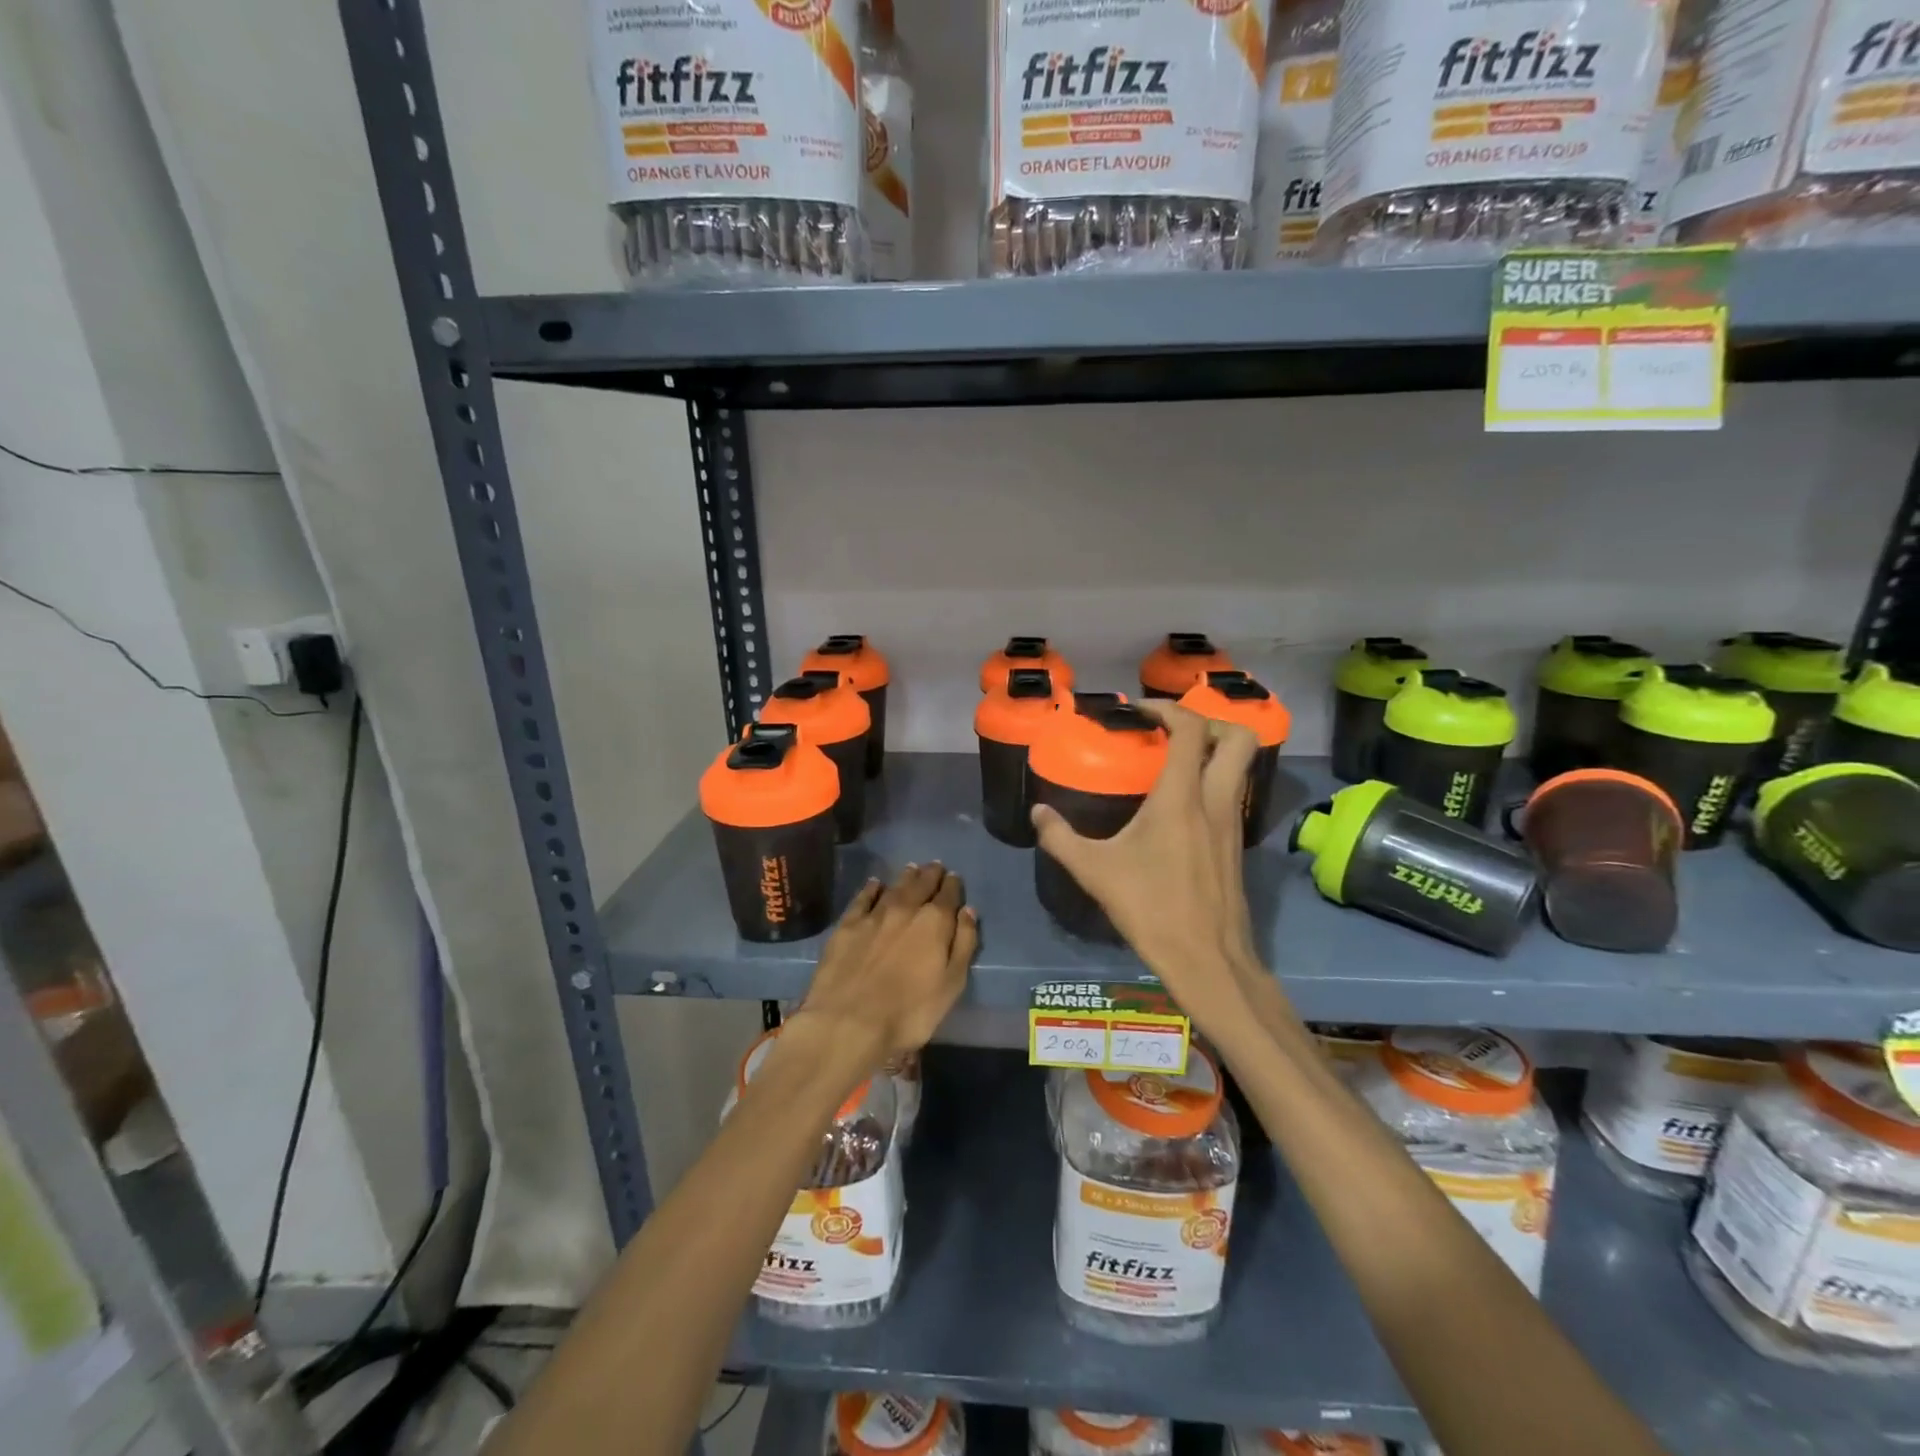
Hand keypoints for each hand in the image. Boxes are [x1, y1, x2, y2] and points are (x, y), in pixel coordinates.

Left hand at [792, 864, 977, 1067]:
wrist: (849, 1021)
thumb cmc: (909, 1012)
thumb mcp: (951, 985)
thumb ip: (963, 944)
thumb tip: (968, 911)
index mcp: (934, 922)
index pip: (948, 895)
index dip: (953, 885)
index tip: (954, 877)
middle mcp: (906, 909)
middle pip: (921, 884)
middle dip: (930, 874)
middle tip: (935, 866)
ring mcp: (874, 915)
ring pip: (894, 887)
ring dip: (905, 877)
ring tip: (912, 869)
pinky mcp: (847, 925)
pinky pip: (862, 898)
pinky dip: (871, 888)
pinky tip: (875, 884)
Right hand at [1030, 703, 1263, 1035]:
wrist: (1207, 958)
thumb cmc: (1150, 908)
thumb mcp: (1094, 871)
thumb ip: (1060, 837)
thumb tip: (1037, 813)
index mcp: (1182, 797)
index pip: (1191, 729)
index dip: (1167, 709)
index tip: (1139, 711)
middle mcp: (1216, 800)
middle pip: (1239, 737)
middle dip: (1209, 721)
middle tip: (1173, 731)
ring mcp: (1233, 822)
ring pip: (1242, 766)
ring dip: (1215, 751)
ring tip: (1174, 761)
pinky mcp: (1237, 843)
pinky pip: (1234, 792)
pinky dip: (1214, 780)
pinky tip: (1182, 805)